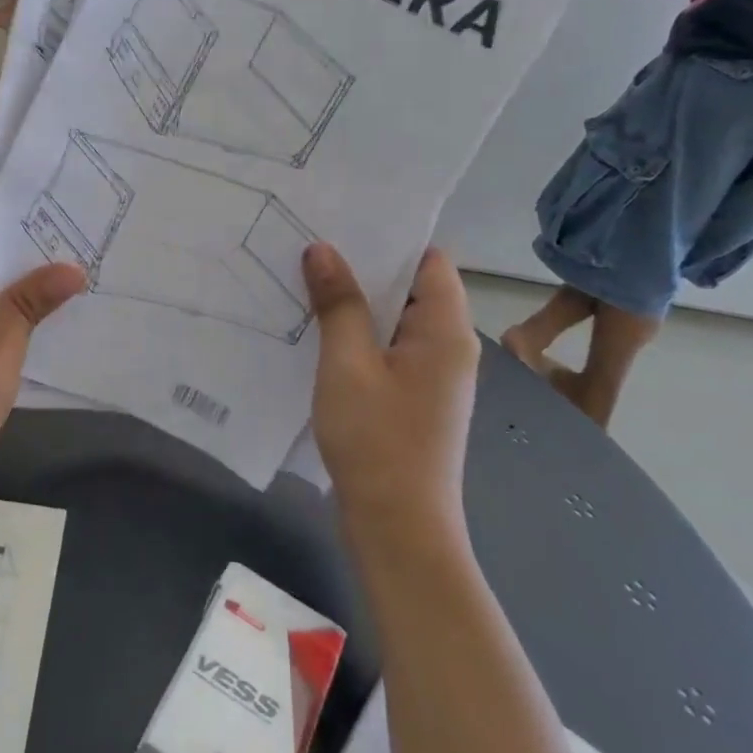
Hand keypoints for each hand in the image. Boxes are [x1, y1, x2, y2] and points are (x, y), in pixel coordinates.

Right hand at [303, 244, 480, 524]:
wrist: (398, 529)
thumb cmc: (377, 440)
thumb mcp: (347, 364)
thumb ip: (338, 304)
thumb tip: (323, 249)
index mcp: (445, 331)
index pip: (430, 261)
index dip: (390, 239)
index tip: (343, 223)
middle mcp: (447, 348)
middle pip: (410, 288)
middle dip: (363, 267)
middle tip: (311, 246)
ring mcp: (430, 377)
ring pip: (393, 321)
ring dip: (355, 303)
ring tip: (306, 280)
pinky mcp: (412, 399)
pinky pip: (386, 350)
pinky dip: (356, 336)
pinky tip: (315, 332)